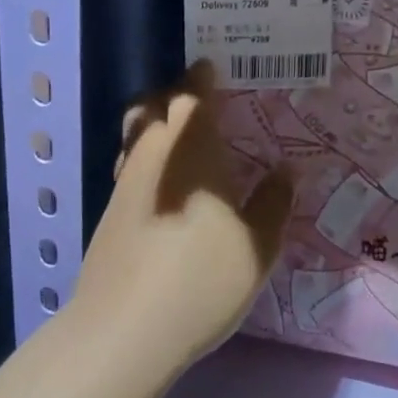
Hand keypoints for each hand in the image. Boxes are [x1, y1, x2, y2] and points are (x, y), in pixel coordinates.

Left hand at [71, 62, 293, 376]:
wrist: (124, 330)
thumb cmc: (200, 279)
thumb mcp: (257, 247)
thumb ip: (273, 203)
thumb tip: (287, 170)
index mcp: (192, 150)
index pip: (193, 96)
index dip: (201, 79)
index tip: (210, 67)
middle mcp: (153, 155)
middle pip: (153, 106)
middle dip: (173, 95)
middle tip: (200, 101)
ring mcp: (126, 182)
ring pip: (136, 134)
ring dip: (155, 123)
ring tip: (181, 137)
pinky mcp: (110, 211)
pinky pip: (129, 164)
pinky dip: (145, 156)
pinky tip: (163, 183)